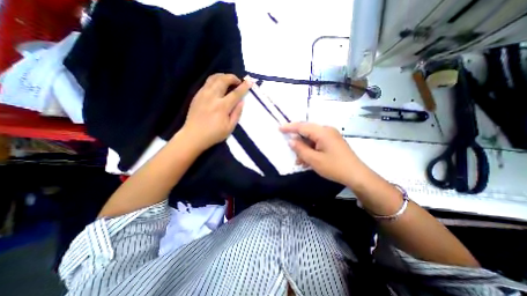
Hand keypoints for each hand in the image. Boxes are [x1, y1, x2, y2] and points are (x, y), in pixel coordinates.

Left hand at [183, 73, 251, 151]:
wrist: (193, 136)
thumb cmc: (214, 134)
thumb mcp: (230, 128)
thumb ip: (237, 113)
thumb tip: (241, 101)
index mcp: (222, 107)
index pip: (235, 93)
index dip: (243, 87)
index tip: (249, 82)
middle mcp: (212, 97)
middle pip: (223, 80)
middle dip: (233, 78)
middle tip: (238, 81)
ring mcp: (203, 94)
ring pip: (213, 78)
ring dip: (223, 76)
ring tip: (229, 80)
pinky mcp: (197, 95)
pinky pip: (207, 82)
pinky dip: (215, 80)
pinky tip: (218, 85)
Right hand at [282, 121, 365, 183]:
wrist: (356, 175)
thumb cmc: (334, 167)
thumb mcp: (314, 160)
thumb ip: (300, 149)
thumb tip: (291, 140)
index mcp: (322, 132)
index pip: (302, 126)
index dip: (289, 127)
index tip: (279, 128)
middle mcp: (327, 130)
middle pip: (307, 131)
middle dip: (297, 140)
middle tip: (289, 147)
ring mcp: (331, 136)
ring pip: (311, 138)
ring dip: (304, 148)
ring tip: (299, 160)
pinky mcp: (333, 142)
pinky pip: (317, 143)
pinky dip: (311, 150)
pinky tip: (308, 160)